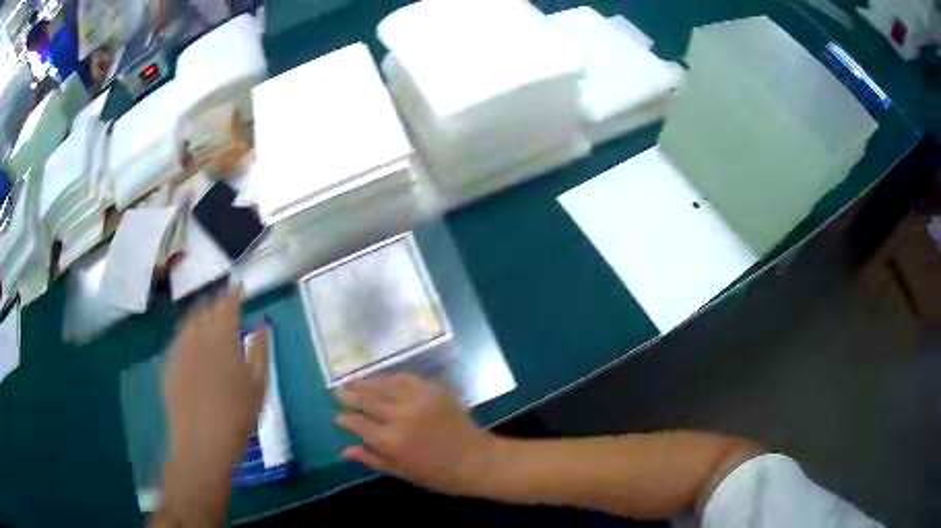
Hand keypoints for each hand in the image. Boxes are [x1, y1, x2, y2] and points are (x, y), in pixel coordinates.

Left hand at [161, 291, 267, 521]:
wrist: (202, 444)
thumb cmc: (238, 417)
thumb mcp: (259, 387)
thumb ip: (260, 351)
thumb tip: (262, 326)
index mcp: (223, 340)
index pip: (227, 305)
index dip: (233, 293)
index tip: (240, 287)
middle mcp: (198, 338)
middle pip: (206, 309)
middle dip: (216, 301)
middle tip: (226, 302)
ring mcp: (181, 350)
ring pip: (189, 321)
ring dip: (200, 313)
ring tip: (208, 314)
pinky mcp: (170, 364)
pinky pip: (179, 338)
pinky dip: (188, 331)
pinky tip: (192, 339)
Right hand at [336, 375, 496, 495]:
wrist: (477, 460)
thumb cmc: (438, 474)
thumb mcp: (401, 472)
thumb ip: (372, 459)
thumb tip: (344, 450)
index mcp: (391, 440)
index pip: (358, 423)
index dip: (346, 419)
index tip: (339, 416)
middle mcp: (400, 416)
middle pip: (368, 400)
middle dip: (351, 395)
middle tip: (338, 390)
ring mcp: (418, 399)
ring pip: (384, 385)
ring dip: (366, 383)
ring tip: (352, 381)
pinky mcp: (433, 390)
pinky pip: (406, 378)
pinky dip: (390, 378)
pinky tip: (381, 379)